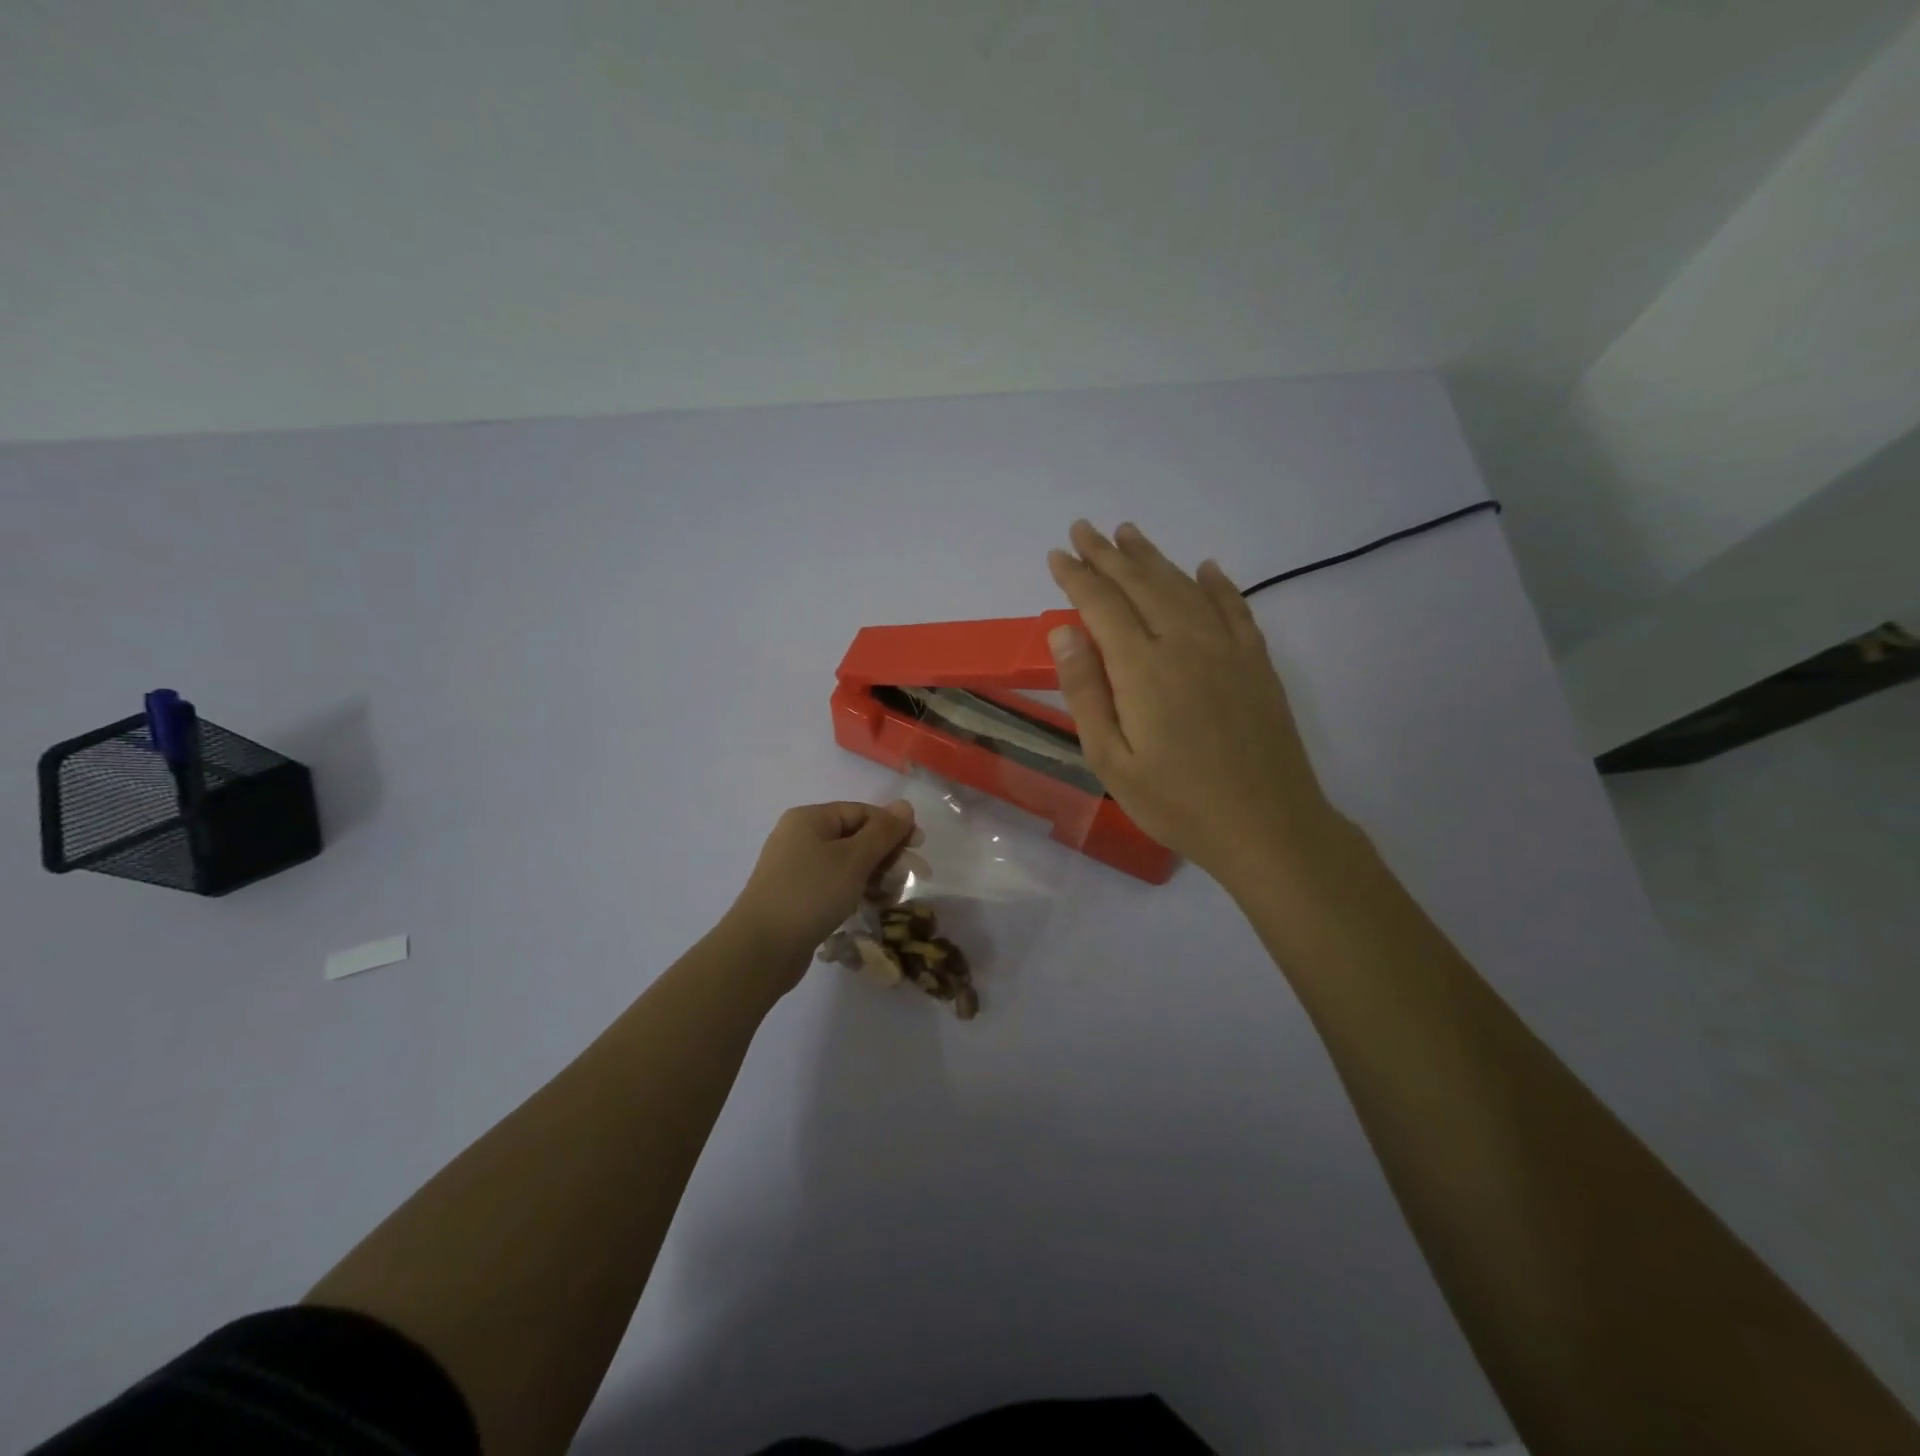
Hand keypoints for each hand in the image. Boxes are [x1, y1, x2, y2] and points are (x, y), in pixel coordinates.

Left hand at [725, 801, 918, 991]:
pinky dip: (855, 891)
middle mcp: (799, 837)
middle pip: (854, 836)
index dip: (893, 827)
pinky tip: (873, 906)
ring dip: (875, 875)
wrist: (760, 949)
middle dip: (886, 854)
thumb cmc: (810, 894)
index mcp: (810, 819)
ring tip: (894, 896)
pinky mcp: (796, 897)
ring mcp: (795, 868)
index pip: (861, 812)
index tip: (919, 848)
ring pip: (846, 863)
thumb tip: (905, 805)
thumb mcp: (854, 859)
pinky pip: (833, 884)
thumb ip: (883, 832)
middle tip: (915, 875)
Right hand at [1046, 520, 1345, 886]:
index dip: (1077, 577)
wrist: (1267, 826)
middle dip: (1108, 554)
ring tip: (1129, 534)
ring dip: (1153, 558)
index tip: (1057, 555)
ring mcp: (1228, 648)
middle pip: (1141, 584)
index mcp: (1143, 668)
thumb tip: (1064, 631)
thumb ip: (1086, 692)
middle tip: (1084, 528)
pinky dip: (1217, 583)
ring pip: (1184, 586)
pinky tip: (1205, 568)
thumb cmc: (1177, 802)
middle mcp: (1186, 643)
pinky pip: (1235, 607)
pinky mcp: (1257, 662)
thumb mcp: (1111, 760)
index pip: (1102, 605)